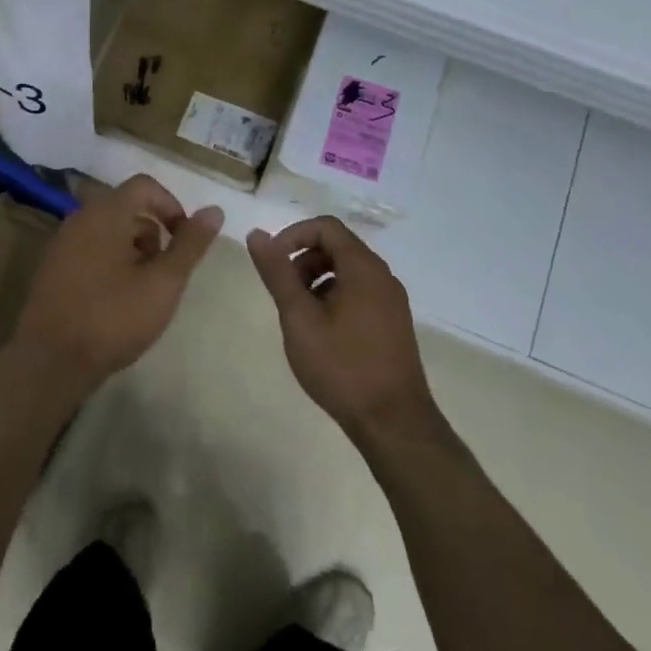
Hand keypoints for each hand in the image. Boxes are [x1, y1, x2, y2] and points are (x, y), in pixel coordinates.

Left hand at [15, 175, 222, 396]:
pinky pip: (90, 249)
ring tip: (143, 291)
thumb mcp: (163, 283)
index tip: (184, 239)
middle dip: (153, 233)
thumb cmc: (113, 317)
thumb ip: (190, 244)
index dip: (171, 206)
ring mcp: (62, 243)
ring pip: (108, 230)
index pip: (144, 186)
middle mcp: (79, 218)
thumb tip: (214, 210)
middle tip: (164, 273)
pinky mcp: (52, 267)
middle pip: (126, 207)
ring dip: (133, 250)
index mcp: (105, 213)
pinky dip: (110, 262)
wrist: (51, 360)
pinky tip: (116, 300)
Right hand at [247, 217, 442, 443]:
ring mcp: (391, 301)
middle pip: (337, 247)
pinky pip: (359, 292)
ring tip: (298, 314)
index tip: (272, 262)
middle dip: (303, 260)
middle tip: (283, 292)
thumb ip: (278, 273)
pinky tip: (320, 331)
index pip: (326, 227)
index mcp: (363, 268)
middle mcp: (383, 277)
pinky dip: (334, 296)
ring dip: (317, 280)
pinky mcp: (393, 323)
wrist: (393, 423)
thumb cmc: (342, 366)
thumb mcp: (299, 317)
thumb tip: (257, 234)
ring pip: (347, 271)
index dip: (293, 235)